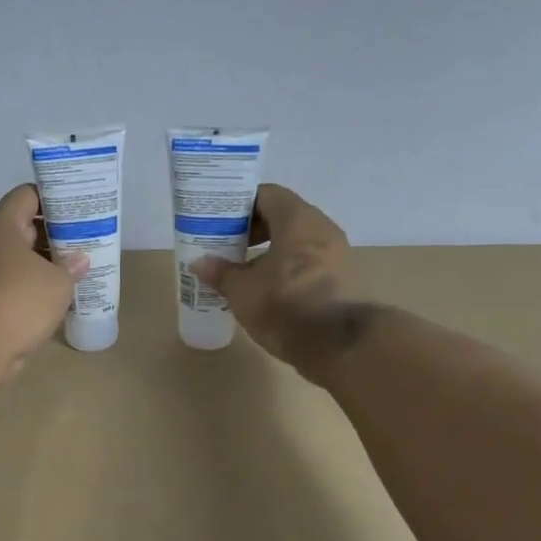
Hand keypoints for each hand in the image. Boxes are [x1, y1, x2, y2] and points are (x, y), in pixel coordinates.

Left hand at [0, 184, 87, 378]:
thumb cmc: (20, 299)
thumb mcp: (58, 281)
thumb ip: (71, 266)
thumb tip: (78, 260)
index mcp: (1, 224)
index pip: (27, 195)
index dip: (54, 198)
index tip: (78, 210)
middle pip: (22, 226)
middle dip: (52, 234)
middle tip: (83, 242)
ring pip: (16, 258)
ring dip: (42, 264)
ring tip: (74, 270)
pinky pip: (9, 282)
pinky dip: (29, 286)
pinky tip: (54, 297)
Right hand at [191, 183, 369, 377]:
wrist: (341, 346)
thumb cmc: (286, 306)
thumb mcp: (243, 291)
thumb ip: (221, 272)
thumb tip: (199, 263)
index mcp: (297, 220)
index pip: (267, 195)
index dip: (241, 205)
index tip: (220, 220)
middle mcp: (321, 229)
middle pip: (283, 216)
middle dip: (253, 229)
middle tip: (228, 245)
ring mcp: (336, 254)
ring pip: (296, 240)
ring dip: (270, 250)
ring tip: (244, 270)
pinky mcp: (341, 278)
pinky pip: (308, 261)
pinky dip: (286, 266)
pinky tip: (267, 288)